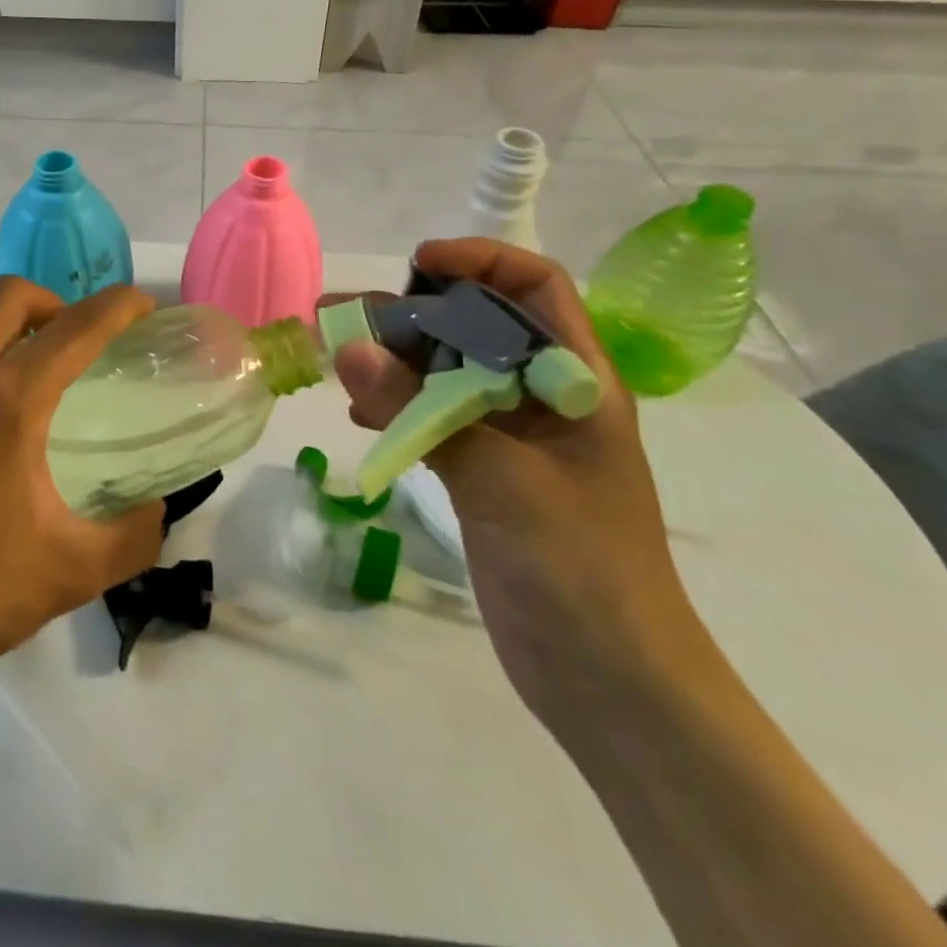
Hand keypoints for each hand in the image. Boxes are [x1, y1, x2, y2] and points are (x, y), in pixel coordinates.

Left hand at [0, 278, 164, 709]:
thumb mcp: (72, 574)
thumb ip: (134, 536)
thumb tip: (156, 507)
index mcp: (7, 404)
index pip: (77, 329)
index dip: (119, 306)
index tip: (141, 305)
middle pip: (10, 294)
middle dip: (54, 303)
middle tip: (71, 341)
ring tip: (6, 347)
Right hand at [333, 240, 705, 725]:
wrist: (611, 686)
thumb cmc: (580, 570)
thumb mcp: (501, 480)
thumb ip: (424, 411)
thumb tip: (348, 348)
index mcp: (576, 381)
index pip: (535, 288)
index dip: (480, 261)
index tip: (416, 265)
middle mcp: (544, 397)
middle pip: (476, 326)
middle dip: (411, 313)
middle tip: (339, 314)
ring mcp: (513, 437)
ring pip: (448, 373)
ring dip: (394, 361)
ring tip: (334, 357)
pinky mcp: (486, 473)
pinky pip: (435, 418)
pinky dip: (397, 407)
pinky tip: (360, 415)